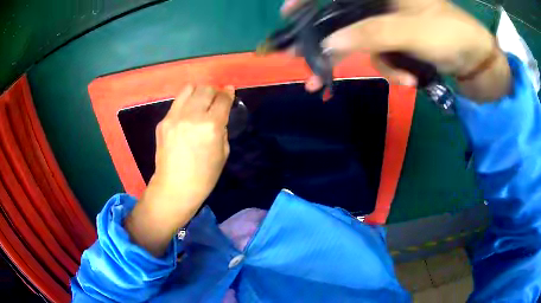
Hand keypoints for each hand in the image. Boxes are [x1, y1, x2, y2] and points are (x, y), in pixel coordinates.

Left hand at [125, 85, 233, 255]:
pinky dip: (186, 102)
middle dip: (214, 91)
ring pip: (189, 89)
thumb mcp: (223, 152)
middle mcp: (192, 116)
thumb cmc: (204, 176)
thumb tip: (219, 114)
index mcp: (211, 126)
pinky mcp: (163, 121)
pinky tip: (187, 113)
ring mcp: (174, 117)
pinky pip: (177, 102)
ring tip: (200, 100)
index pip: (222, 99)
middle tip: (216, 98)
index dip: (228, 94)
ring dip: (199, 92)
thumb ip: (222, 128)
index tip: (230, 91)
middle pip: (206, 89)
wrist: (175, 187)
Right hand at [282, 0, 510, 100]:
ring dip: (381, 66)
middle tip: (312, 68)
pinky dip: (395, 71)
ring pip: (365, 42)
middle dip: (334, 43)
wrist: (475, 59)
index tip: (288, 13)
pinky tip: (412, 80)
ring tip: (405, 81)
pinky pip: (384, 55)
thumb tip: (329, 45)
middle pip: (345, 18)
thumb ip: (369, 34)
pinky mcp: (397, 40)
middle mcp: (381, 2)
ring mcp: (389, 22)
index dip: (310, 0)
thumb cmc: (449, 34)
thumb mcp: (410, 32)